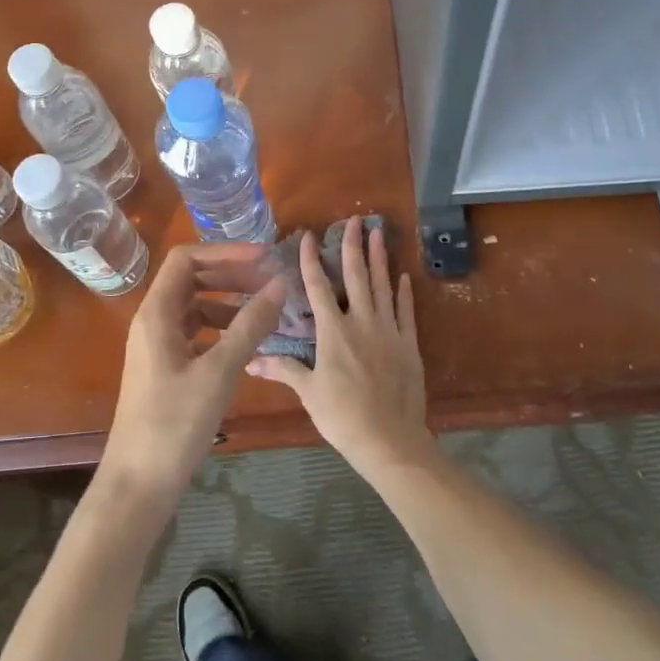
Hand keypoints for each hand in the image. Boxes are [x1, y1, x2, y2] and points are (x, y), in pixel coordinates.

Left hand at [97, 243, 286, 506]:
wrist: (139, 482)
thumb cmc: (175, 423)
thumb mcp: (218, 371)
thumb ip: (250, 326)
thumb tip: (279, 284)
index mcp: (156, 313)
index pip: (186, 259)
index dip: (225, 252)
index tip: (263, 258)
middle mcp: (153, 321)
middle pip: (192, 280)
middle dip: (232, 276)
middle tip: (271, 283)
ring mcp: (158, 346)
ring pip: (196, 308)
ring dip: (229, 303)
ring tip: (266, 313)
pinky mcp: (166, 368)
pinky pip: (196, 333)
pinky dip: (222, 330)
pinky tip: (249, 344)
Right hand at [246, 216, 431, 475]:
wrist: (390, 441)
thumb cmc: (343, 417)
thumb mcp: (308, 393)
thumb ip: (282, 369)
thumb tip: (250, 360)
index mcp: (333, 331)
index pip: (319, 287)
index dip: (311, 260)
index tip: (308, 236)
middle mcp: (362, 322)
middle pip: (356, 276)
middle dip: (354, 245)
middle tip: (356, 219)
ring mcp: (389, 331)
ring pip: (383, 286)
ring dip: (380, 258)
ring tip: (380, 233)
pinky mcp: (409, 345)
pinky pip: (406, 312)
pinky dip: (404, 293)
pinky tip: (403, 276)